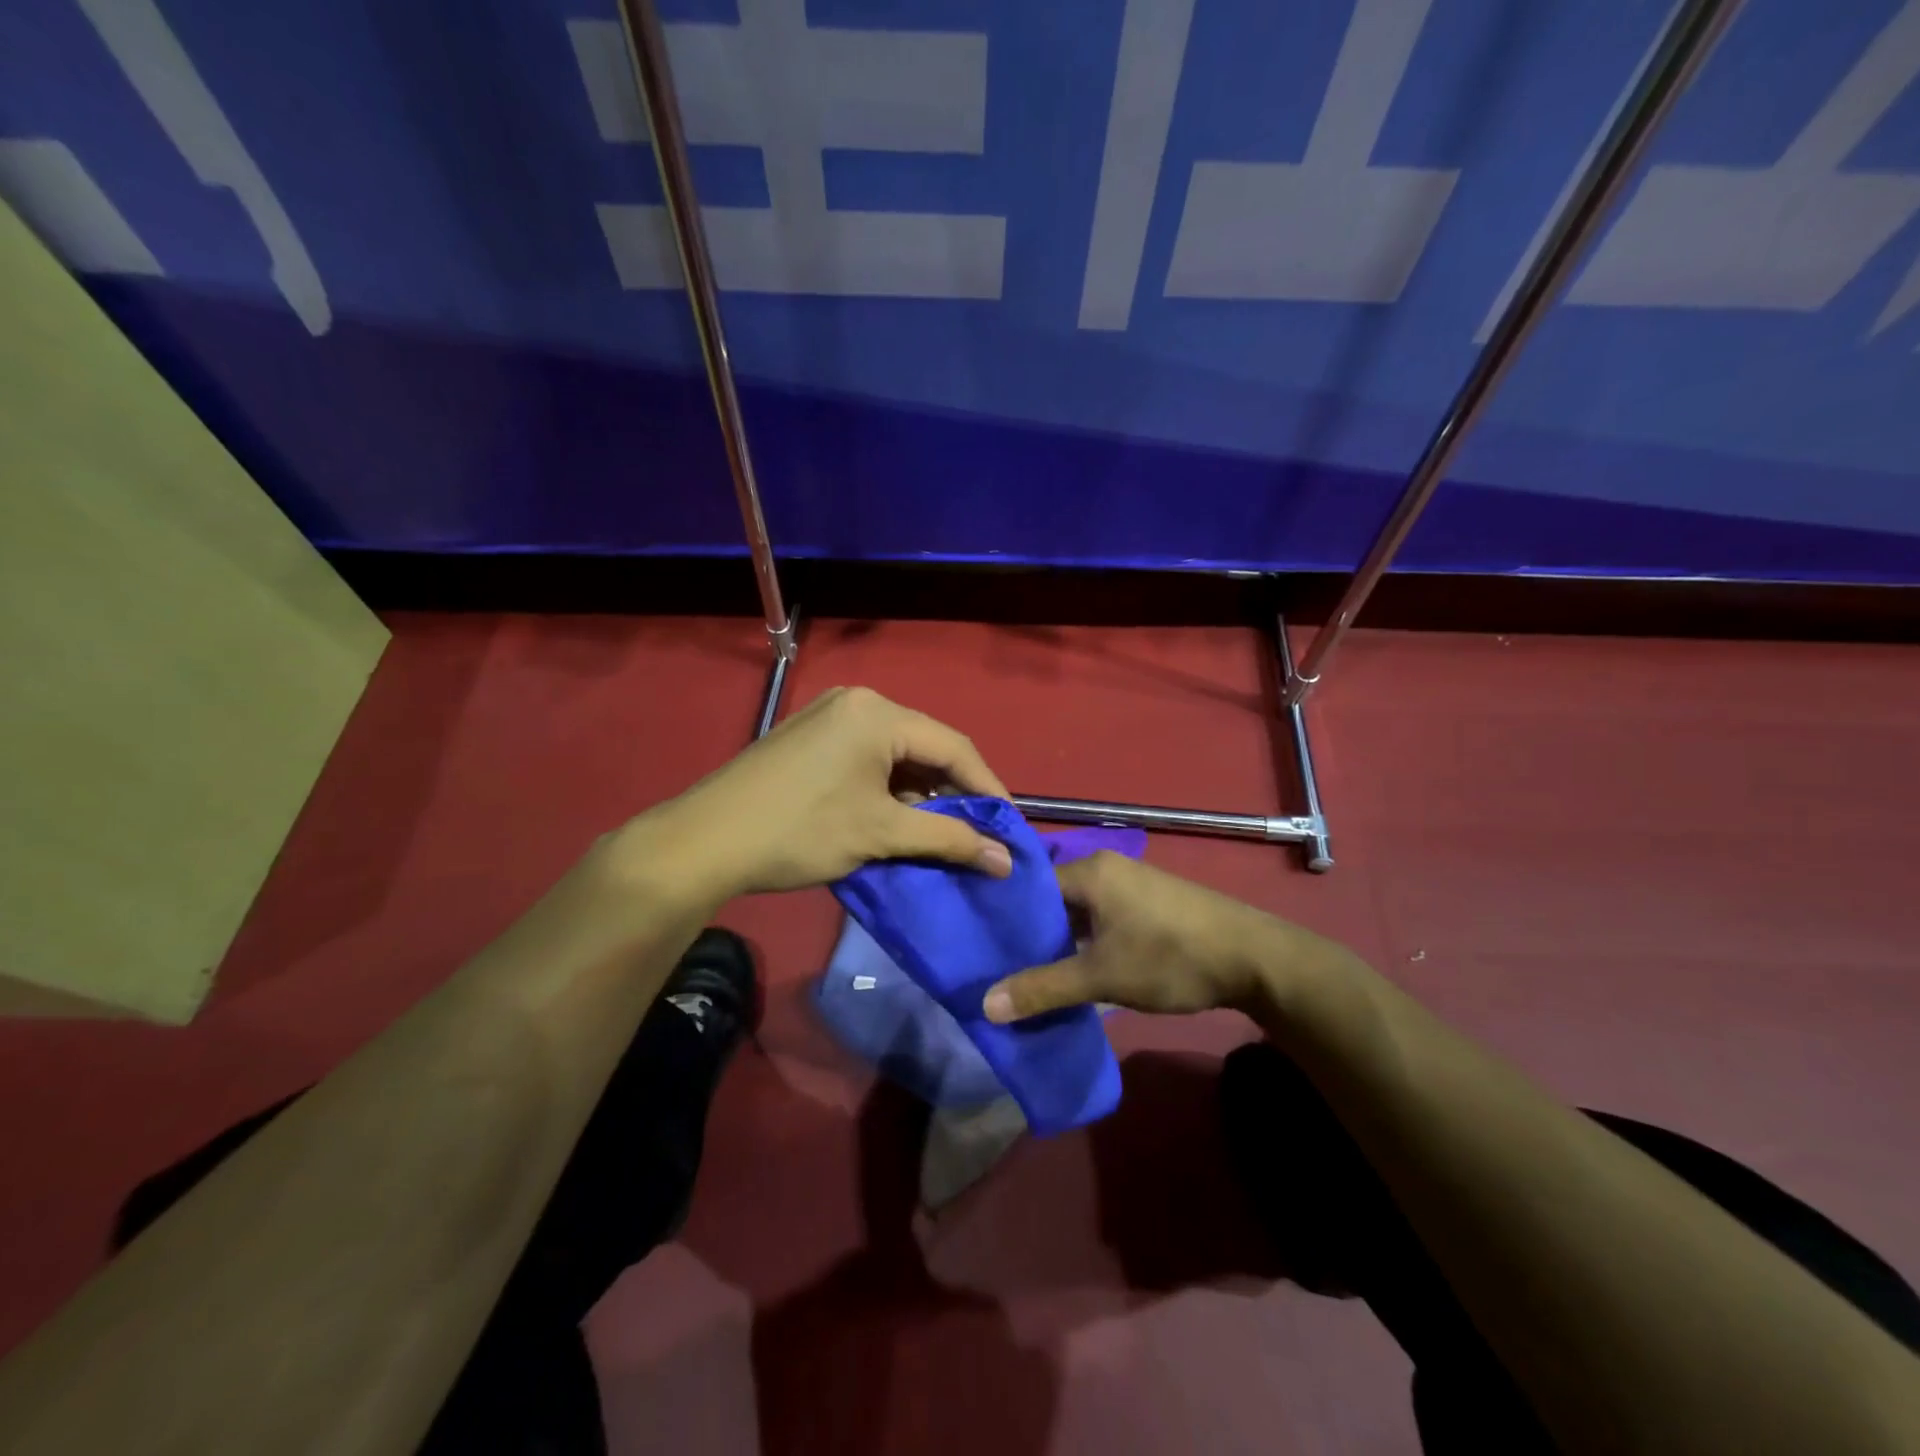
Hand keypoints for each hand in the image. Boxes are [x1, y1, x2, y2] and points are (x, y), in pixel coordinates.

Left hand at [628, 686, 1013, 896]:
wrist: (705, 841)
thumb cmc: (801, 831)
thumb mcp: (881, 834)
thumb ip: (948, 840)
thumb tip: (1006, 860)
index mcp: (878, 713)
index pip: (954, 746)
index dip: (987, 789)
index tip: (1009, 827)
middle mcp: (858, 701)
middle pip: (925, 746)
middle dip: (953, 792)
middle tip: (977, 833)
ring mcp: (829, 715)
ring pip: (896, 754)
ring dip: (921, 792)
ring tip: (939, 832)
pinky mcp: (810, 736)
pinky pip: (868, 757)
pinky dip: (889, 787)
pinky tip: (896, 817)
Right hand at [981, 852, 1339, 1021]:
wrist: (1255, 959)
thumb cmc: (1171, 957)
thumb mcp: (1103, 977)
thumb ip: (1044, 988)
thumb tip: (985, 1005)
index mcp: (1090, 870)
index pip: (1029, 885)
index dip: (1003, 914)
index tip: (977, 943)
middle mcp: (1107, 868)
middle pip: (1052, 898)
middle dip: (1028, 932)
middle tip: (995, 963)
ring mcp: (1130, 885)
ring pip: (1077, 911)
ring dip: (1058, 940)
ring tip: (1026, 971)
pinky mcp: (1147, 905)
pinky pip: (1100, 917)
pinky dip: (1083, 941)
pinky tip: (1072, 969)